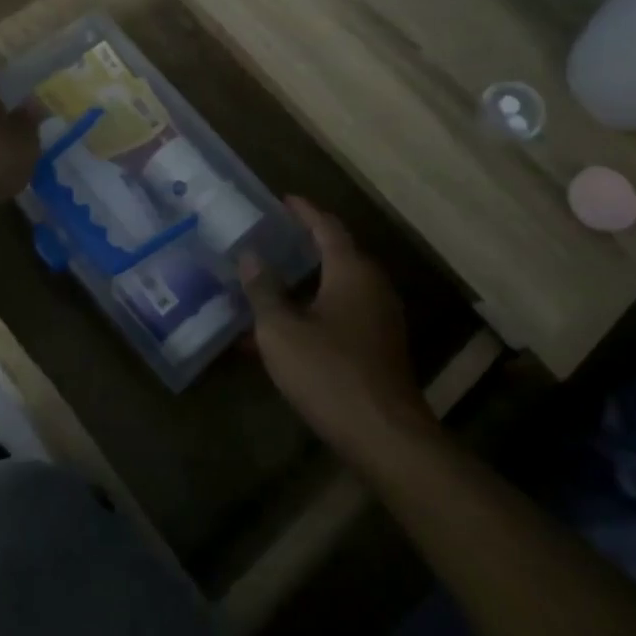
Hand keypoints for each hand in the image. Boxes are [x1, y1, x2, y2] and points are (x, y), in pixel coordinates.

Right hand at [240, 198, 429, 459]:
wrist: (384, 436)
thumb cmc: (328, 372)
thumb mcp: (280, 329)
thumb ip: (263, 289)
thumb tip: (251, 255)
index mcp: (351, 270)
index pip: (326, 227)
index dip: (304, 211)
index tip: (283, 199)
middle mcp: (371, 286)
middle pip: (337, 253)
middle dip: (304, 244)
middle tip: (272, 238)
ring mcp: (380, 318)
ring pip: (338, 287)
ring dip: (306, 282)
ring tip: (271, 282)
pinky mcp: (379, 347)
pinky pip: (342, 314)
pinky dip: (314, 311)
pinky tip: (285, 332)